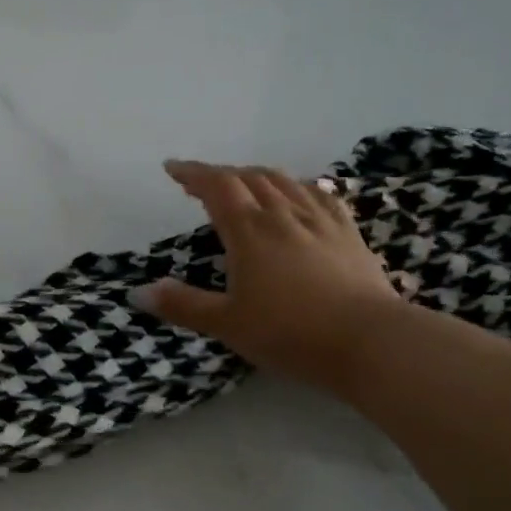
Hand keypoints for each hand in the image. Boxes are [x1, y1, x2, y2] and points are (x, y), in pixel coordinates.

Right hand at [136, 160, 403, 391]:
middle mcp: (284, 216)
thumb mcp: (227, 324)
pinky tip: (300, 193)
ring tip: (244, 184)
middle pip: (250, 178)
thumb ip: (183, 305)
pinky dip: (299, 187)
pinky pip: (320, 196)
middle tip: (201, 183)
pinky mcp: (349, 235)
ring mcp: (321, 222)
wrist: (371, 342)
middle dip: (221, 174)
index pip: (217, 187)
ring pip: (285, 182)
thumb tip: (140, 292)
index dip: (193, 174)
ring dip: (257, 176)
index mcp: (250, 232)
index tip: (172, 168)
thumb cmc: (290, 333)